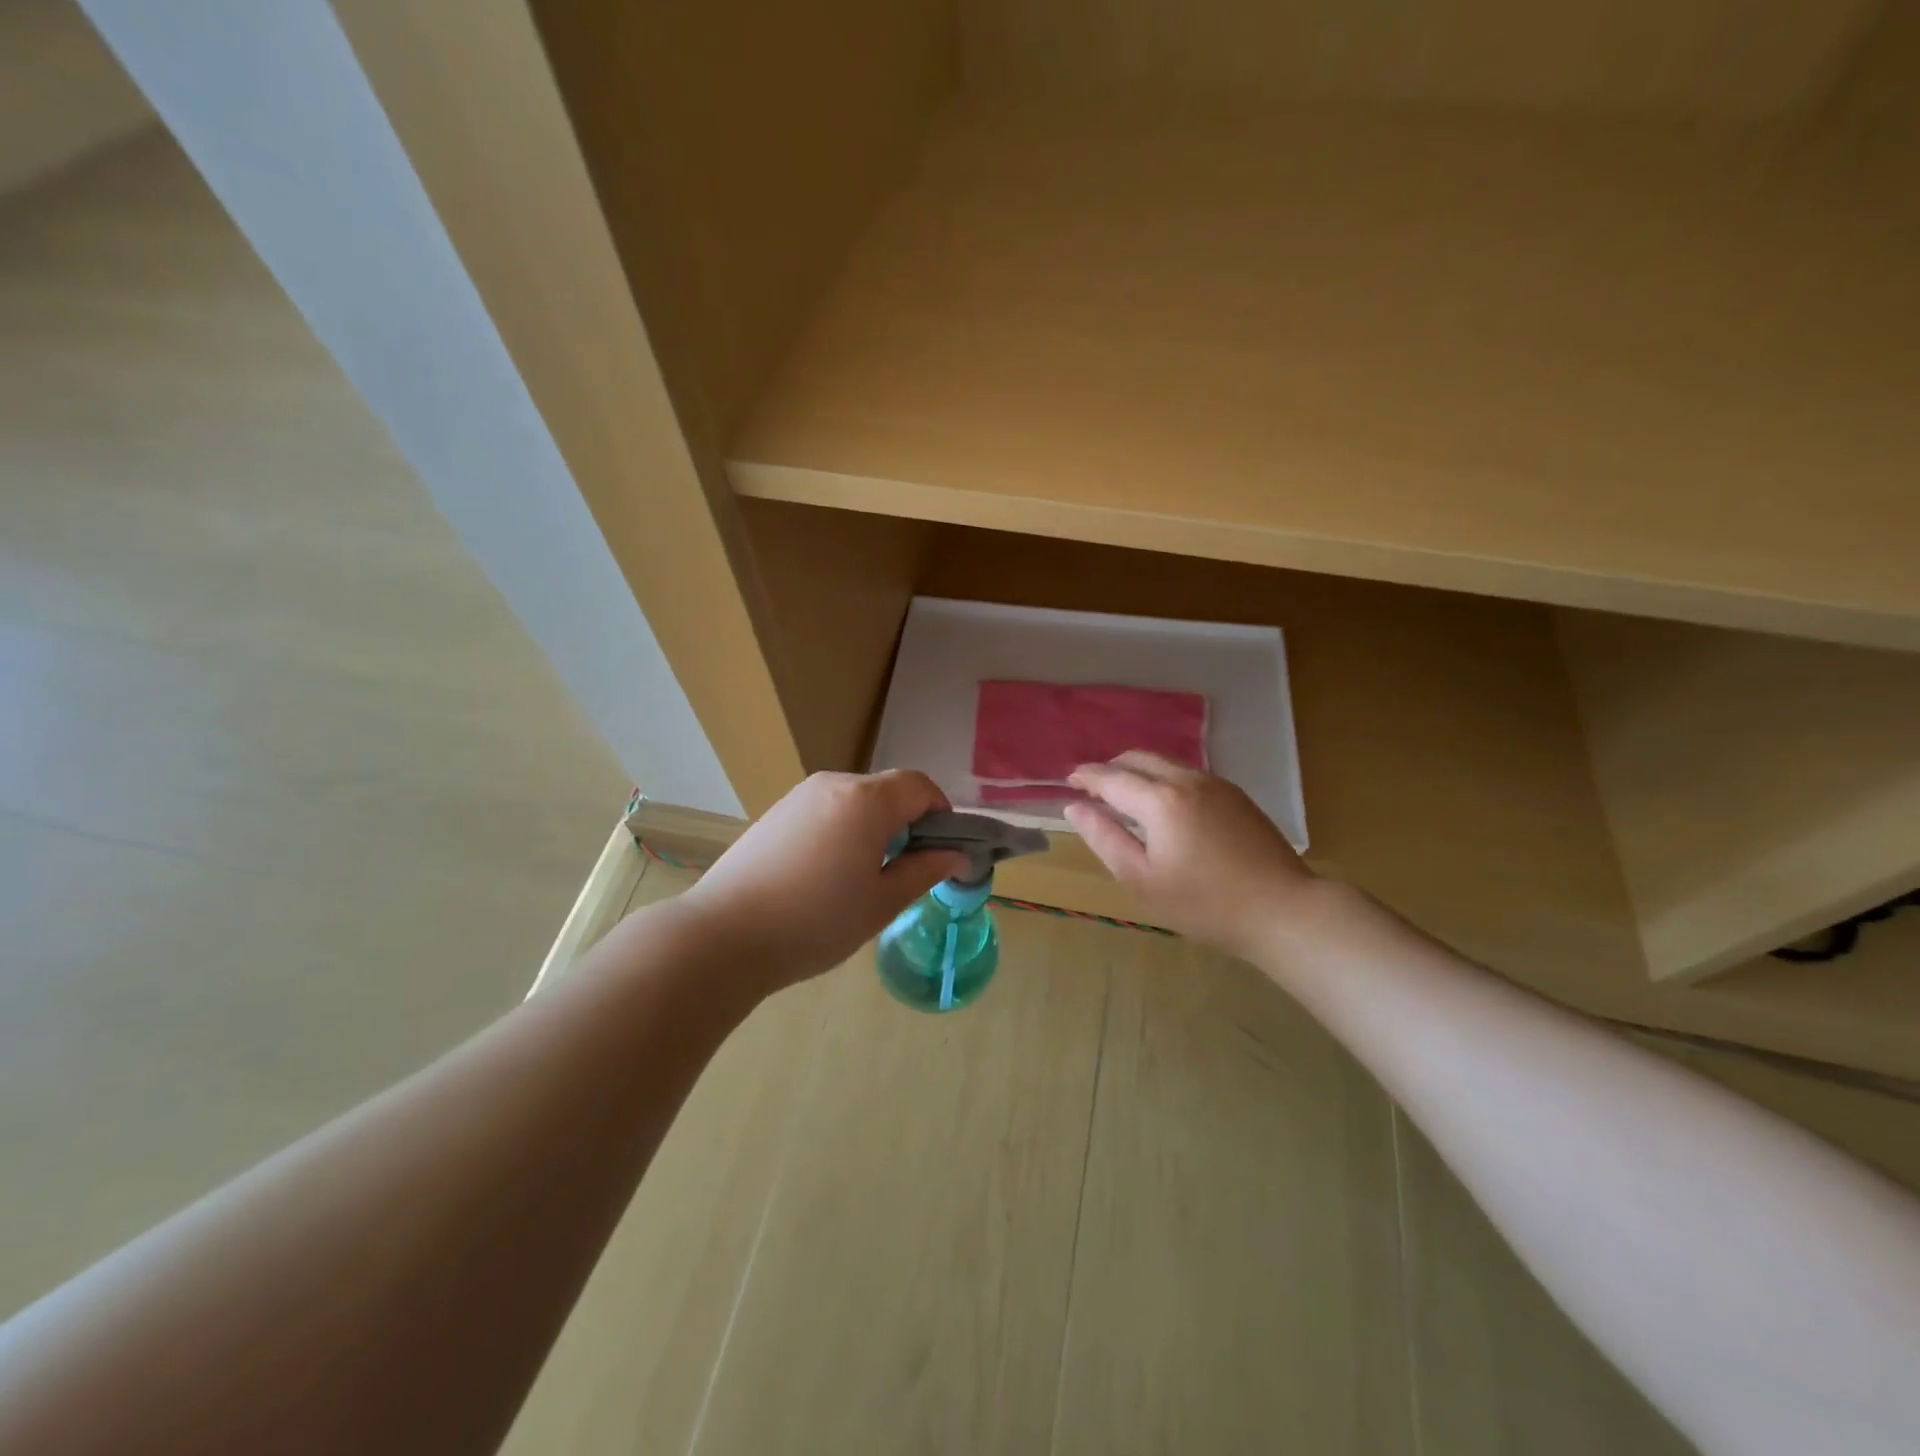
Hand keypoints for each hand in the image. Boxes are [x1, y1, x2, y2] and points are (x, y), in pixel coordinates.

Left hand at [680, 771, 970, 989]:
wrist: (723, 936)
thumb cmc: (816, 921)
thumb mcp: (882, 902)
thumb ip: (925, 871)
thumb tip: (959, 856)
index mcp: (866, 800)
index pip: (920, 786)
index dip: (941, 812)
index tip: (943, 850)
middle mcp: (833, 785)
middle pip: (887, 790)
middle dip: (908, 822)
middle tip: (907, 870)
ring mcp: (799, 797)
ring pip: (856, 801)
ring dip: (875, 826)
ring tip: (864, 876)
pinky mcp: (776, 814)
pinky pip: (826, 810)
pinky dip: (843, 830)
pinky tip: (827, 874)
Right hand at [1064, 753, 1314, 959]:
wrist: (1282, 910)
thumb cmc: (1204, 904)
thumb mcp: (1142, 879)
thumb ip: (1104, 838)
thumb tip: (1075, 807)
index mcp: (1160, 800)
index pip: (1111, 777)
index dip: (1086, 777)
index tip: (1068, 781)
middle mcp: (1186, 779)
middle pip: (1138, 758)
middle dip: (1111, 767)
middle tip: (1093, 789)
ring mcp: (1215, 783)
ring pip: (1165, 762)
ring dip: (1137, 770)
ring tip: (1124, 795)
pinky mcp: (1235, 794)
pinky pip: (1187, 773)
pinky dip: (1163, 778)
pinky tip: (1163, 805)